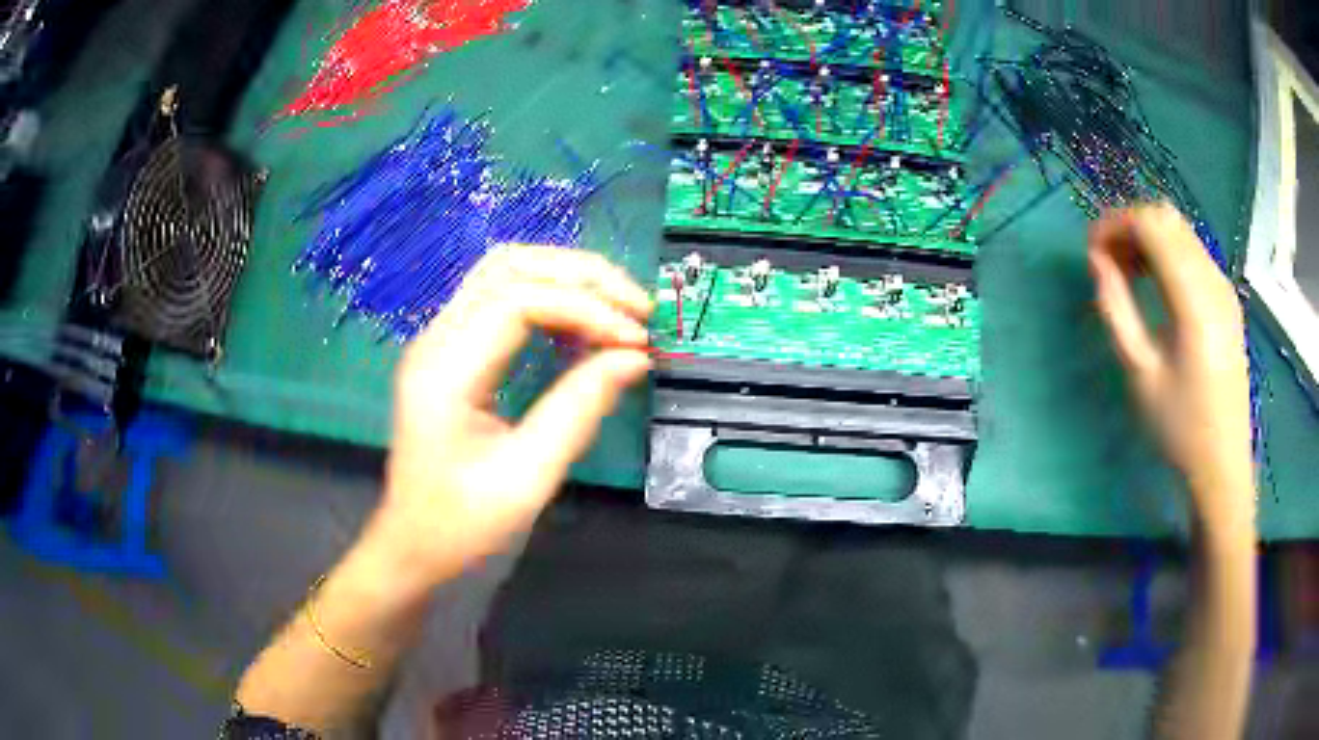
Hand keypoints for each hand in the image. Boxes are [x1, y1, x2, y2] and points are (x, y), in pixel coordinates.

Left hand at [362, 245, 652, 590]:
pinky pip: (502, 300)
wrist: (412, 548)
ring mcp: (440, 341)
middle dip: (582, 275)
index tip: (637, 339)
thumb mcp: (528, 477)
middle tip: (639, 308)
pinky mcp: (452, 352)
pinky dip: (551, 300)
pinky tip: (583, 330)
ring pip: (506, 272)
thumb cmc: (462, 526)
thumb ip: (579, 409)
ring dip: (567, 280)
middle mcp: (436, 339)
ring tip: (619, 312)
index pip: (518, 299)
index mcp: (445, 370)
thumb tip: (634, 357)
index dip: (585, 307)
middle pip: (510, 265)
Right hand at [1088, 204, 1253, 521]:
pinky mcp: (1226, 298)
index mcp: (1195, 301)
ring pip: (1180, 230)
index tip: (1091, 251)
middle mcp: (1214, 281)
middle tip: (1106, 259)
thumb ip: (1117, 309)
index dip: (1115, 225)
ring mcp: (1224, 287)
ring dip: (1148, 237)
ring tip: (1126, 270)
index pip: (1152, 226)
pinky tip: (1154, 282)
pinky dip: (1166, 252)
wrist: (1223, 464)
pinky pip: (1192, 251)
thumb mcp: (1141, 374)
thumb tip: (1097, 261)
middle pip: (1166, 218)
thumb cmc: (1180, 428)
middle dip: (1129, 225)